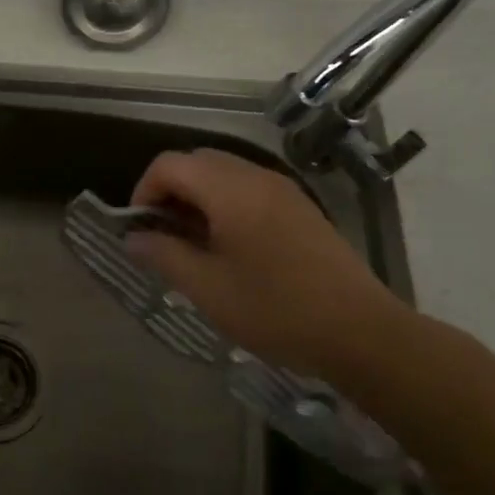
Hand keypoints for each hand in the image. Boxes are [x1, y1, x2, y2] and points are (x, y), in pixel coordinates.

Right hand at [127, 149, 409, 384]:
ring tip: (192, 244)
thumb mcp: (208, 288)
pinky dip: (225, 203)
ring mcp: (283, 190)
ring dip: (197, 197)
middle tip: (163, 235)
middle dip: (170, 191)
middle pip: (197, 161)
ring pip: (224, 173)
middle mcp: (256, 177)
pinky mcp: (299, 207)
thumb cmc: (276, 310)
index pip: (170, 164)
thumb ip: (164, 255)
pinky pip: (248, 188)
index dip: (144, 190)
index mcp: (231, 190)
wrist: (361, 332)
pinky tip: (229, 247)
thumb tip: (133, 238)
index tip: (140, 228)